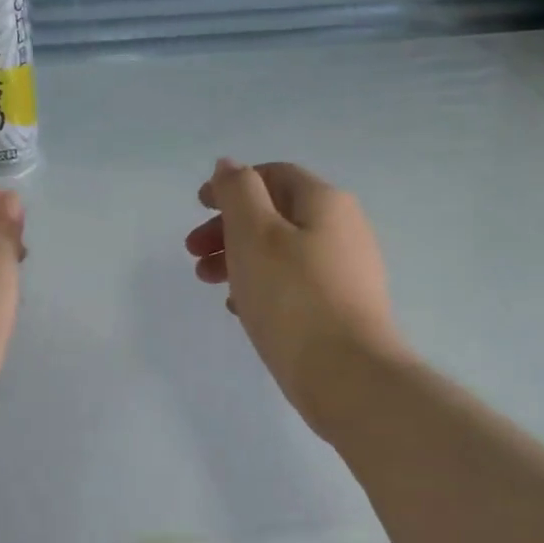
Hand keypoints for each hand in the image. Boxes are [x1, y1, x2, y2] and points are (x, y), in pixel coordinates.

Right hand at [184, 160, 405, 428]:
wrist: (349, 376)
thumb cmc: (293, 297)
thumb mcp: (255, 233)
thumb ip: (238, 192)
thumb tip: (230, 166)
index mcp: (325, 202)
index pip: (274, 176)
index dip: (232, 186)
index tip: (198, 207)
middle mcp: (344, 228)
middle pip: (276, 214)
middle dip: (229, 228)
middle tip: (194, 253)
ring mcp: (348, 270)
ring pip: (282, 251)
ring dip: (240, 258)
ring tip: (208, 283)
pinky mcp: (344, 307)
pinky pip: (295, 283)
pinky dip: (262, 285)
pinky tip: (240, 309)